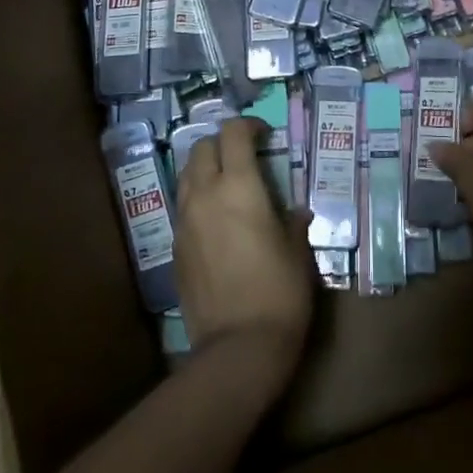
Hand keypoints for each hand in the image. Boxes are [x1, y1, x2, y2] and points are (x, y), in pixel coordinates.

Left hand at [175, 117, 313, 387]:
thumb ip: (293, 222)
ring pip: (186, 175)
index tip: (265, 136)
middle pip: (201, 147)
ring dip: (205, 169)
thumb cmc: (279, 292)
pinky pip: (183, 208)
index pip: (233, 133)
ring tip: (228, 185)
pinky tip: (217, 222)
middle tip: (245, 157)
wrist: (238, 347)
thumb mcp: (297, 252)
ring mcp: (184, 221)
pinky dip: (198, 200)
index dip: (249, 126)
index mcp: (238, 186)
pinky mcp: (174, 248)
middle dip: (222, 144)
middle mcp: (204, 194)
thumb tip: (296, 212)